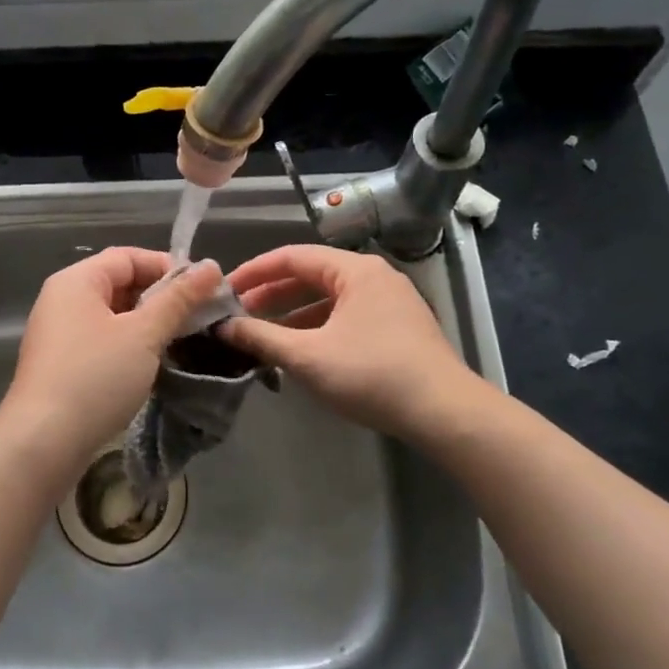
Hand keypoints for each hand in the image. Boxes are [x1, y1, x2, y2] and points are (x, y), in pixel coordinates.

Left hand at [0, 249, 223, 478]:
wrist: (43, 443)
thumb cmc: (95, 377)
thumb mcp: (144, 334)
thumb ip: (178, 299)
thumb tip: (211, 267)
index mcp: (77, 281)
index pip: (128, 257)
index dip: (168, 267)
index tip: (203, 290)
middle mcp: (63, 300)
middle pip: (120, 283)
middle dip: (161, 297)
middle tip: (199, 317)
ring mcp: (59, 334)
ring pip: (114, 315)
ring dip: (149, 324)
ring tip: (183, 340)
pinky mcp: (62, 365)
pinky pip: (103, 341)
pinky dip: (130, 345)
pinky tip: (154, 364)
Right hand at [218, 244, 480, 440]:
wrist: (444, 412)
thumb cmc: (371, 374)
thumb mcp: (307, 356)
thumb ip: (261, 337)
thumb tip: (224, 326)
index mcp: (355, 270)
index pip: (293, 256)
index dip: (255, 271)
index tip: (226, 290)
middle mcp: (374, 277)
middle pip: (312, 276)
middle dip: (273, 295)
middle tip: (239, 315)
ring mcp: (390, 303)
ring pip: (329, 300)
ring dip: (294, 315)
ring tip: (263, 336)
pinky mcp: (398, 329)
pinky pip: (347, 317)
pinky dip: (318, 328)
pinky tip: (301, 351)